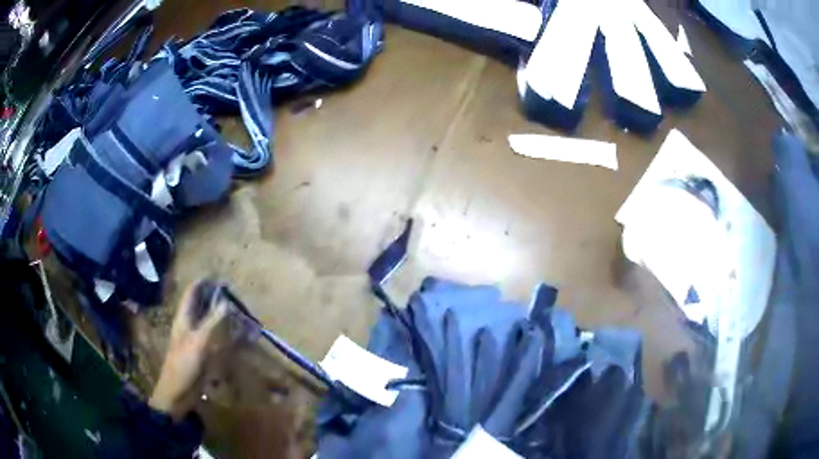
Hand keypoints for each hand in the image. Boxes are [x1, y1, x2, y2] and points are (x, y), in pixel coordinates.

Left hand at [150, 281, 228, 419]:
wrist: (177, 393)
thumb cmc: (183, 364)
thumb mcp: (198, 342)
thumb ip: (212, 322)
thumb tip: (226, 302)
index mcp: (184, 317)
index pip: (193, 291)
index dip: (206, 282)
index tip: (224, 280)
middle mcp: (189, 324)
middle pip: (202, 304)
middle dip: (217, 298)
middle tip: (237, 297)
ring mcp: (195, 339)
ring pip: (209, 321)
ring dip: (222, 316)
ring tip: (240, 313)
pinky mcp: (202, 353)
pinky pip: (214, 338)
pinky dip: (224, 334)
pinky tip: (235, 336)